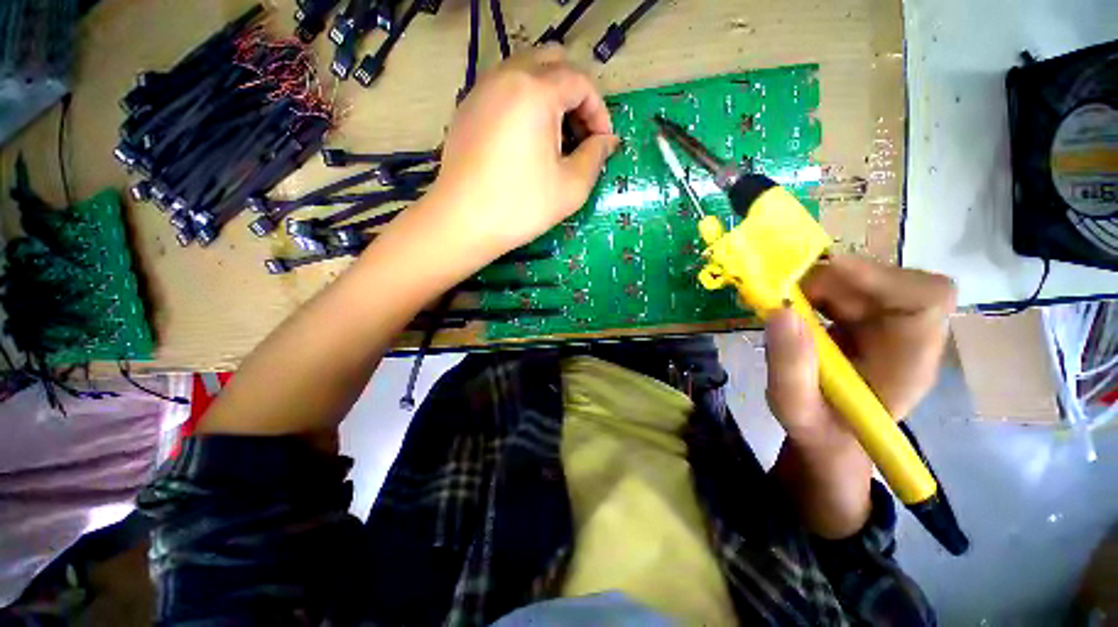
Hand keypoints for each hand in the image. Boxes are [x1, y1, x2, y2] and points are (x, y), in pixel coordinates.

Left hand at [423, 45, 618, 263]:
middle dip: (576, 95)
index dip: (600, 111)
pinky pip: (504, 88)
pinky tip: (526, 139)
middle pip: (553, 63)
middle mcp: (507, 76)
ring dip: (550, 96)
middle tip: (580, 133)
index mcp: (536, 91)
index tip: (603, 143)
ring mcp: (482, 89)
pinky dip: (525, 102)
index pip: (581, 81)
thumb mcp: (571, 187)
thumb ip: (595, 157)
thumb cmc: (521, 206)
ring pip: (526, 71)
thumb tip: (607, 141)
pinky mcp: (467, 107)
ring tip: (555, 138)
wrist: (462, 222)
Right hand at [765, 256, 956, 447]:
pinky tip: (793, 310)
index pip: (927, 299)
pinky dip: (812, 290)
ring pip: (860, 280)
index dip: (882, 276)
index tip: (828, 270)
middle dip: (831, 281)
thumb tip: (781, 310)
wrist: (830, 434)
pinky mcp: (865, 318)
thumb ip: (789, 367)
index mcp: (910, 362)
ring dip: (817, 285)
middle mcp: (908, 334)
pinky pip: (844, 287)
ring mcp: (887, 323)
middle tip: (784, 296)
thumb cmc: (820, 430)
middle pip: (886, 280)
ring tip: (784, 307)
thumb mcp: (795, 408)